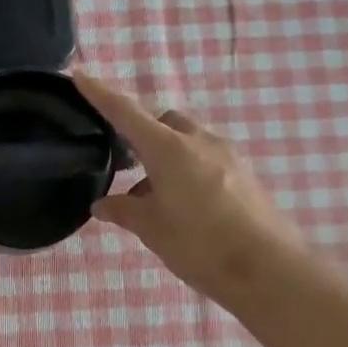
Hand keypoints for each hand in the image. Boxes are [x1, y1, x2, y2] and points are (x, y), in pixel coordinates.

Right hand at [73, 72, 303, 311]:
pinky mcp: (244, 174)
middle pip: (163, 121)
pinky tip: (182, 204)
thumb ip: (123, 210)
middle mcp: (199, 141)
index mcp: (169, 148)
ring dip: (165, 155)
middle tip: (124, 160)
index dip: (100, 94)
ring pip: (186, 140)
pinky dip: (186, 169)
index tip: (80, 76)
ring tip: (152, 194)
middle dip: (141, 131)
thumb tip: (102, 204)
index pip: (126, 112)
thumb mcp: (151, 228)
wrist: (268, 270)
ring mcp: (227, 155)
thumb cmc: (199, 244)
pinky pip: (206, 159)